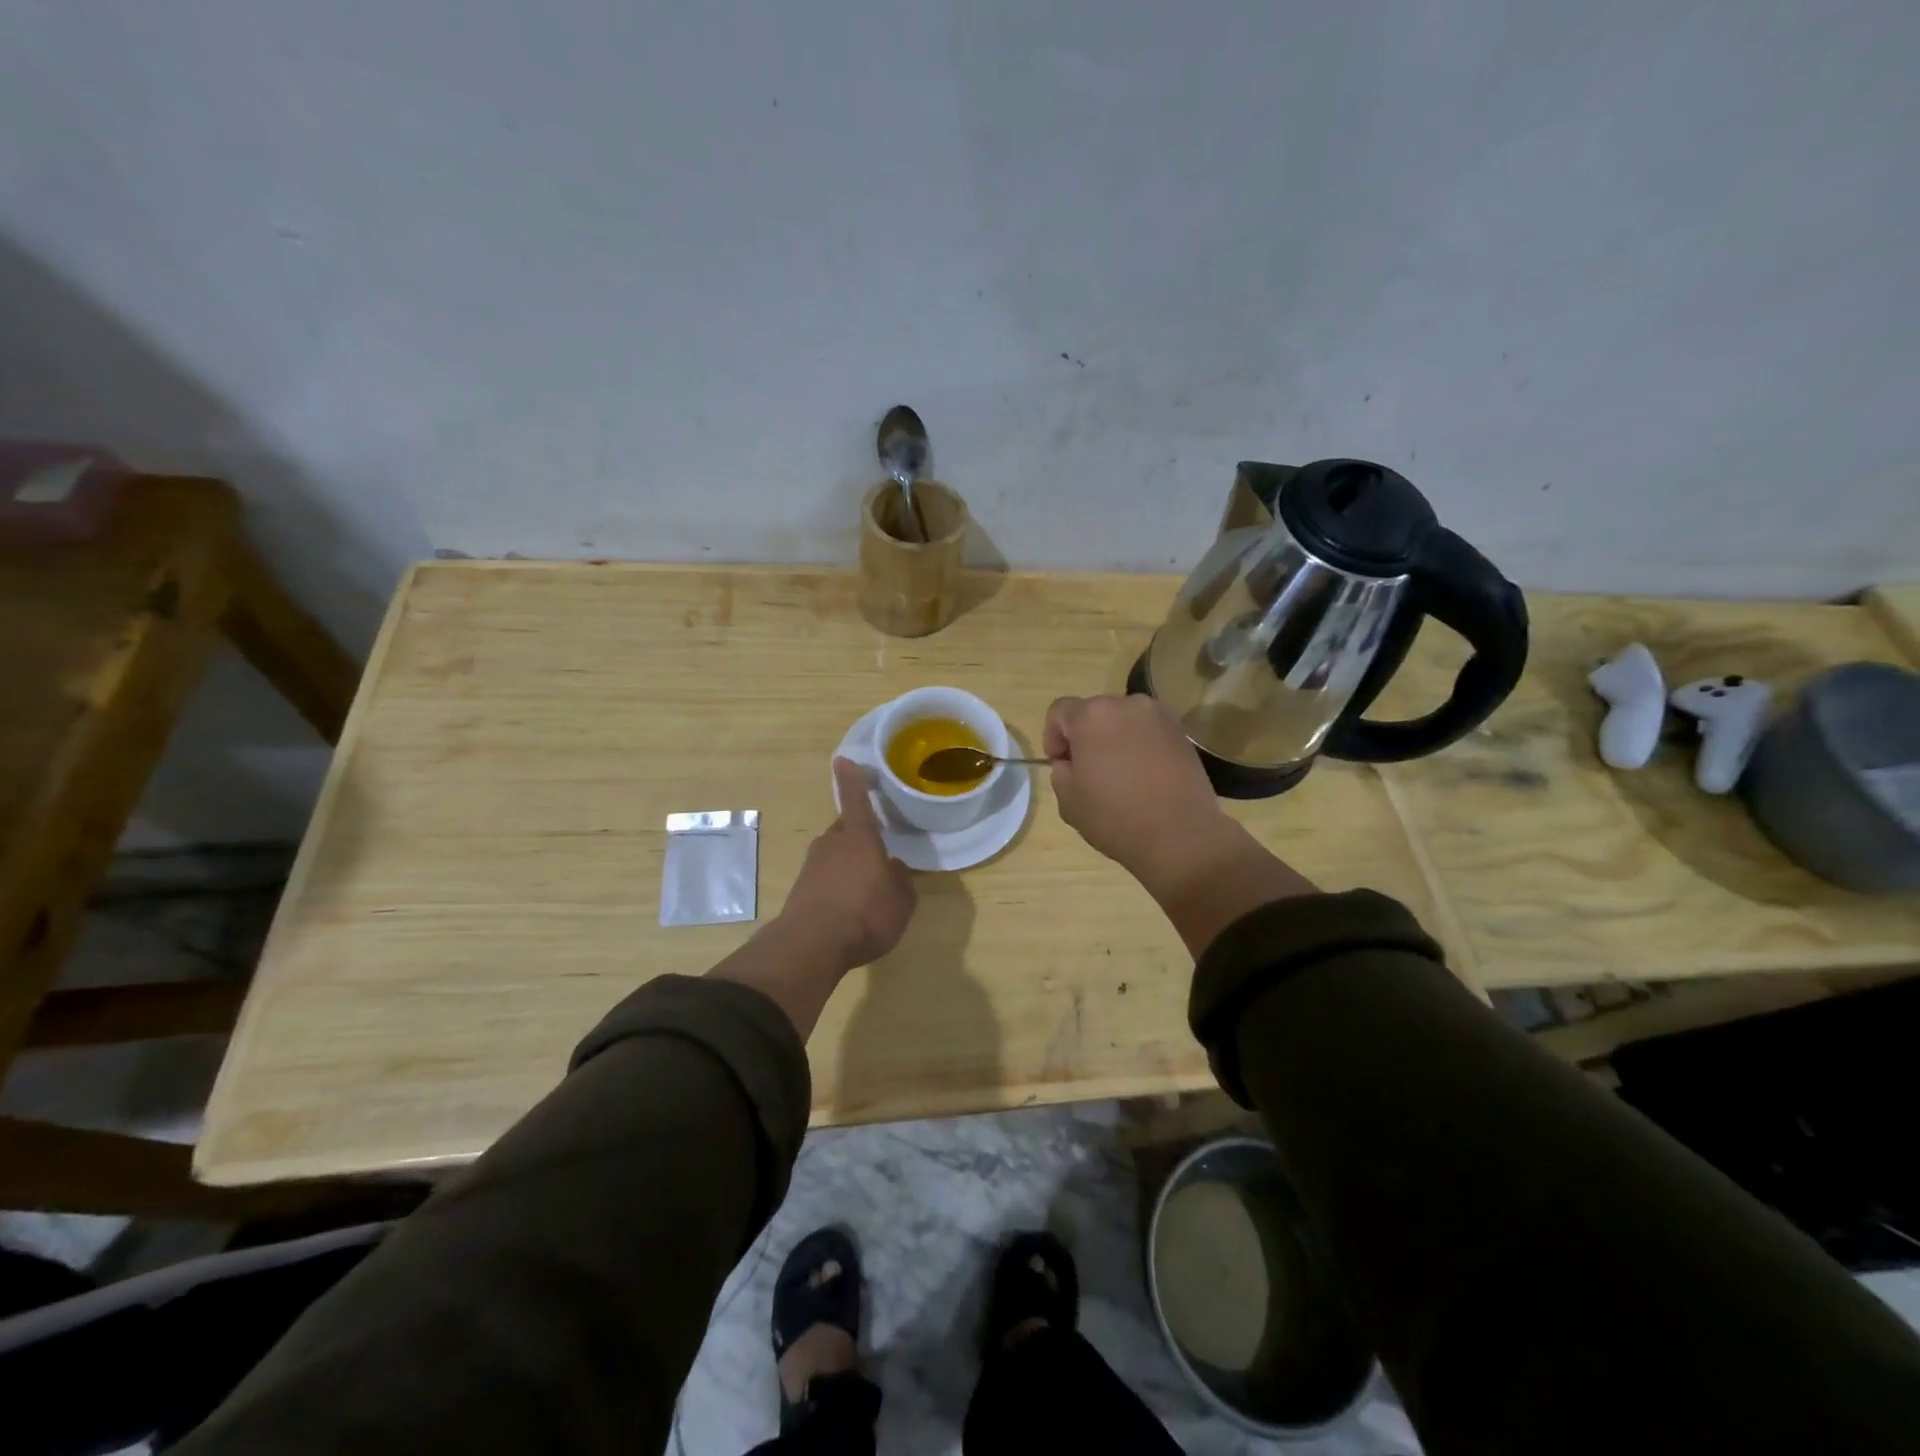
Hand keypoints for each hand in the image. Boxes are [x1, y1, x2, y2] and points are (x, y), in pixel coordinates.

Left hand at [779, 758, 917, 969]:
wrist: (812, 945)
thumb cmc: (866, 913)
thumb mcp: (901, 900)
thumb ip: (901, 880)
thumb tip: (893, 868)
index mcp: (860, 837)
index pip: (856, 799)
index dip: (852, 779)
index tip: (843, 759)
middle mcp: (833, 843)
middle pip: (846, 831)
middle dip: (859, 838)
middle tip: (877, 856)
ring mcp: (812, 865)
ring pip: (834, 855)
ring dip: (848, 865)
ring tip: (865, 889)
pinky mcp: (800, 888)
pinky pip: (824, 878)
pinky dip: (836, 886)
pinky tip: (848, 908)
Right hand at [1043, 695, 1228, 886]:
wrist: (1180, 836)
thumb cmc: (1115, 817)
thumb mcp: (1068, 800)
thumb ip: (1061, 772)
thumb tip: (1072, 763)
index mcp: (1092, 716)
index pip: (1059, 711)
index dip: (1053, 736)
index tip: (1061, 764)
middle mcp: (1127, 704)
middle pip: (1094, 712)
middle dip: (1085, 737)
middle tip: (1088, 771)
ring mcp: (1159, 717)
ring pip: (1123, 721)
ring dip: (1114, 740)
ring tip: (1119, 775)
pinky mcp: (1182, 734)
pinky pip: (1148, 733)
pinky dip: (1139, 747)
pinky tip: (1143, 777)